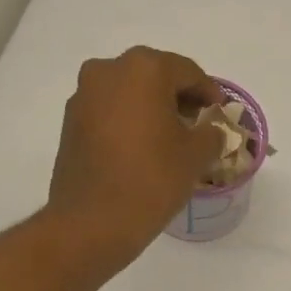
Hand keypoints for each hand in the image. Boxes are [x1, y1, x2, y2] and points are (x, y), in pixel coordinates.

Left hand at [47, 47, 224, 268]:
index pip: (187, 71)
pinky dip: (128, 121)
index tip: (220, 111)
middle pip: (154, 76)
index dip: (208, 91)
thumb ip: (211, 134)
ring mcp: (83, 96)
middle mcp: (108, 71)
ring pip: (128, 92)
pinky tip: (142, 147)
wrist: (93, 221)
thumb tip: (210, 130)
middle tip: (197, 122)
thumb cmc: (152, 179)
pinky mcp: (70, 122)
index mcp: (144, 69)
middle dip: (177, 96)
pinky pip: (108, 112)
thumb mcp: (196, 156)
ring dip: (150, 108)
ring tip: (169, 137)